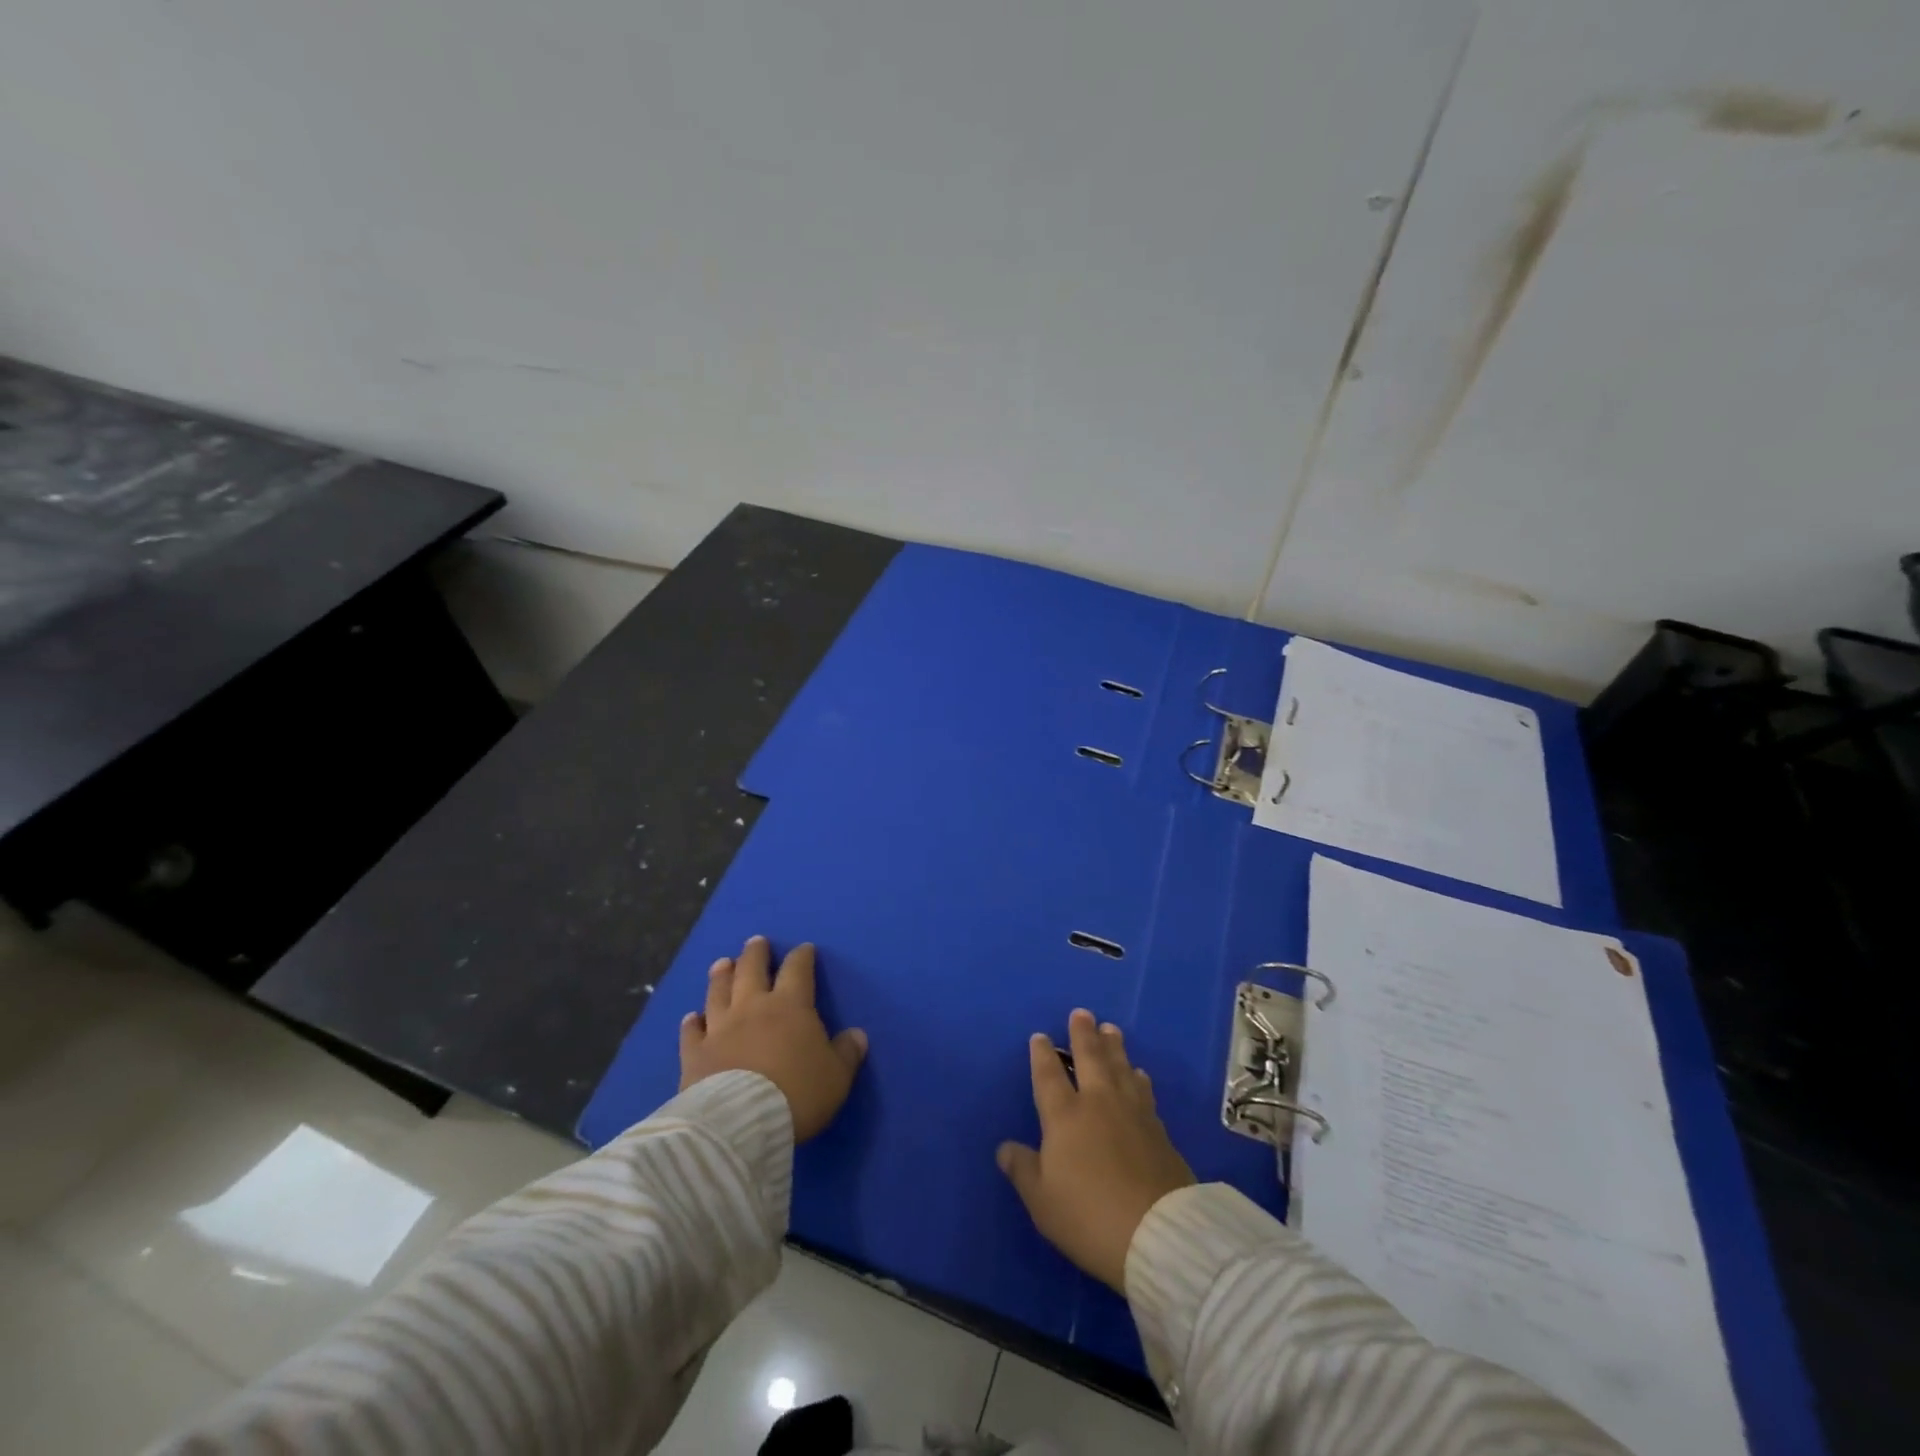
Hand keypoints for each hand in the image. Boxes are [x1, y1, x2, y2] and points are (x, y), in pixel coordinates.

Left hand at [679, 936, 867, 1141]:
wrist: (741, 1122)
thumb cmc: (797, 1093)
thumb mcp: (836, 1076)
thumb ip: (847, 1052)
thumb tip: (857, 1034)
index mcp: (790, 1005)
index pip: (797, 970)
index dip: (802, 957)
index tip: (804, 949)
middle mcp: (752, 1007)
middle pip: (751, 969)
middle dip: (755, 953)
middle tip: (756, 942)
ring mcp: (719, 1028)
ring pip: (719, 992)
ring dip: (722, 975)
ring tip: (723, 963)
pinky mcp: (694, 1053)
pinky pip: (692, 1031)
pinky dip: (692, 1022)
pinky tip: (692, 1017)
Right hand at [996, 1008, 1195, 1293]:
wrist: (1158, 1233)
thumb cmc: (1088, 1216)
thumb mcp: (1042, 1200)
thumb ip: (1023, 1169)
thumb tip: (1004, 1147)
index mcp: (1065, 1116)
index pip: (1049, 1075)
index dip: (1042, 1055)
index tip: (1040, 1036)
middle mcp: (1098, 1103)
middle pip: (1090, 1058)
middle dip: (1083, 1034)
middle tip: (1082, 1013)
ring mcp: (1132, 1113)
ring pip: (1120, 1068)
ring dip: (1114, 1047)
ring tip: (1111, 1030)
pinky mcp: (1159, 1130)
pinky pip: (1143, 1090)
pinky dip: (1137, 1077)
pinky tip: (1139, 1074)